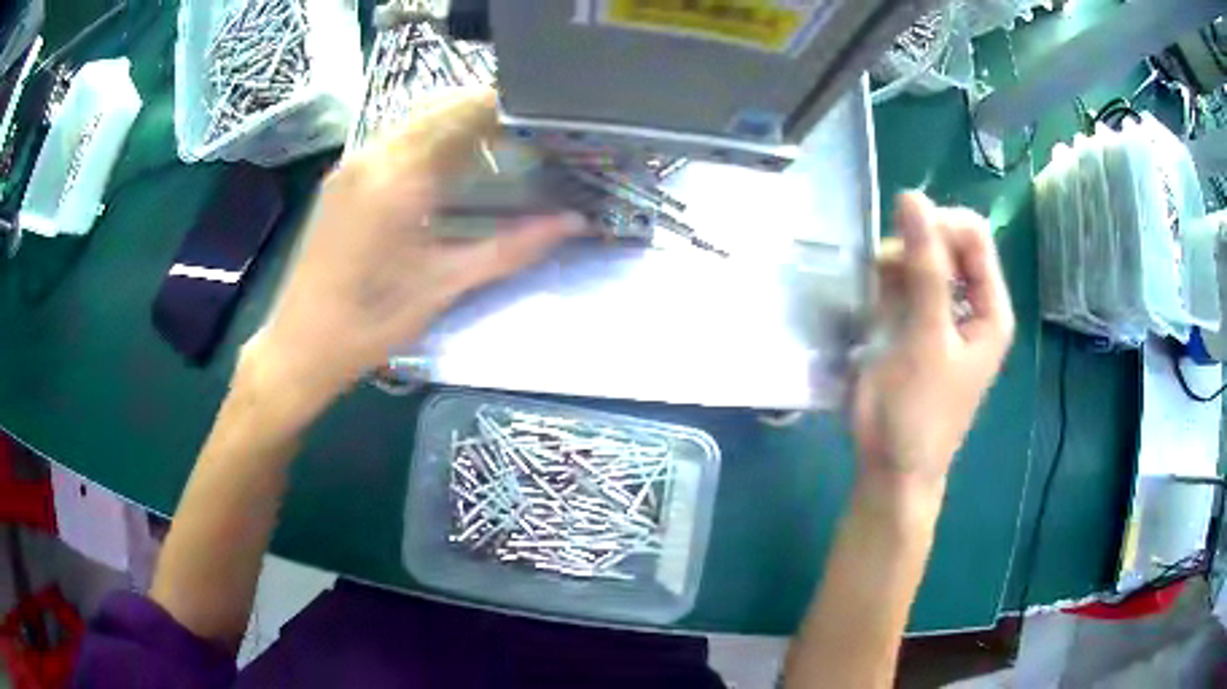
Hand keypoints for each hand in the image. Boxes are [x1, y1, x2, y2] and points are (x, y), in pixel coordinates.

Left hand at [247, 88, 581, 405]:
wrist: (300, 345)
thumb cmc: (371, 323)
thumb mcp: (445, 285)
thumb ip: (512, 248)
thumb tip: (573, 223)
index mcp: (401, 177)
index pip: (464, 112)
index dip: (508, 107)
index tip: (543, 121)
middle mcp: (373, 156)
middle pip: (439, 107)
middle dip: (485, 113)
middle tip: (524, 138)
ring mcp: (351, 164)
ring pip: (413, 121)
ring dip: (455, 125)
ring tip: (492, 152)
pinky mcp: (340, 179)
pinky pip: (392, 140)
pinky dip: (427, 141)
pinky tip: (443, 172)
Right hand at [852, 192, 1014, 492]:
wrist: (891, 466)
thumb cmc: (919, 411)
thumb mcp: (928, 338)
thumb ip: (924, 268)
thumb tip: (912, 197)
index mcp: (990, 308)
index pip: (974, 236)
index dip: (941, 226)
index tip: (907, 241)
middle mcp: (971, 304)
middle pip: (947, 242)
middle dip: (916, 246)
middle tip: (887, 271)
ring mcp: (941, 313)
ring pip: (921, 259)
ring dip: (897, 264)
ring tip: (878, 290)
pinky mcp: (913, 323)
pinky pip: (902, 281)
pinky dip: (886, 282)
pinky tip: (874, 301)